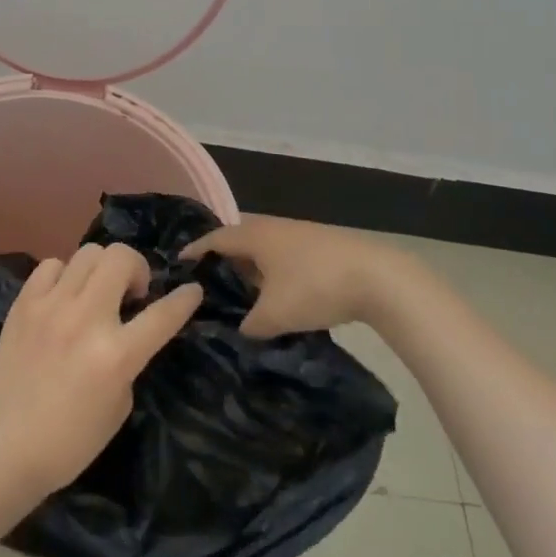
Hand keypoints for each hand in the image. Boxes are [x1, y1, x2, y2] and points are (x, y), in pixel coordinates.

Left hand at [0, 243, 202, 504]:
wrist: (4, 448)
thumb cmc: (70, 441)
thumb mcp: (119, 405)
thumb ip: (129, 359)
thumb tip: (126, 330)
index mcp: (116, 355)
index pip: (163, 314)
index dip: (185, 299)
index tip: (192, 290)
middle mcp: (86, 320)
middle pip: (121, 258)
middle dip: (136, 269)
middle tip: (131, 294)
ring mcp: (51, 306)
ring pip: (88, 253)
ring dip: (102, 269)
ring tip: (96, 293)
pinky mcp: (23, 304)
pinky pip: (52, 266)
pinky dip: (65, 276)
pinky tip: (63, 297)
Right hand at [181, 217, 404, 338]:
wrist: (378, 278)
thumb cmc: (315, 287)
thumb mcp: (274, 315)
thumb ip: (249, 324)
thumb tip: (241, 328)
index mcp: (255, 235)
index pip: (214, 239)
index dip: (195, 252)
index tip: (177, 265)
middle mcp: (273, 228)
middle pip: (239, 242)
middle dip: (222, 262)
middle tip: (207, 286)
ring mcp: (299, 234)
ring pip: (264, 250)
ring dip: (250, 269)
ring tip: (240, 295)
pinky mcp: (321, 247)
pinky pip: (283, 257)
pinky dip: (272, 273)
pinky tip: (276, 296)